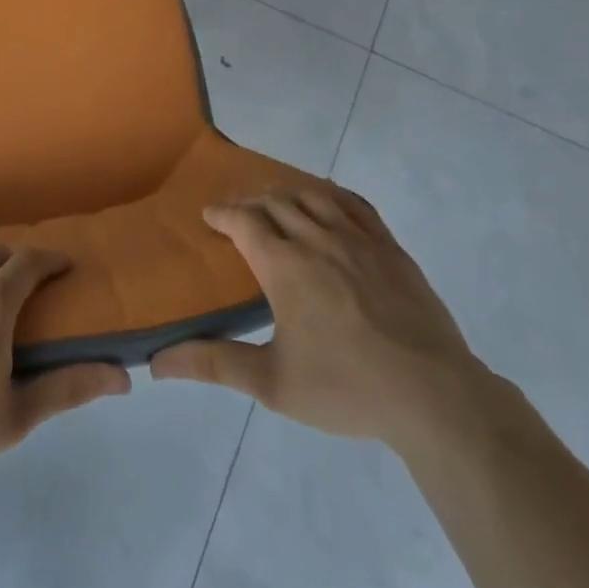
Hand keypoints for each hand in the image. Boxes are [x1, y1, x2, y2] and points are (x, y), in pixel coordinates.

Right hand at [150, 188, 491, 456]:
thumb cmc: (345, 387)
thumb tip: (156, 363)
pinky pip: (355, 204)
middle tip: (238, 213)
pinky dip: (331, 195)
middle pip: (276, 202)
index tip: (210, 215)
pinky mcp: (390, 247)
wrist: (432, 394)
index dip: (223, 213)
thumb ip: (213, 365)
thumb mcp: (272, 383)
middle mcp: (317, 239)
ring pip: (313, 196)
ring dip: (287, 193)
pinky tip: (328, 202)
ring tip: (276, 203)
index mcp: (285, 266)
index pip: (244, 221)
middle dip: (250, 202)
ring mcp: (358, 239)